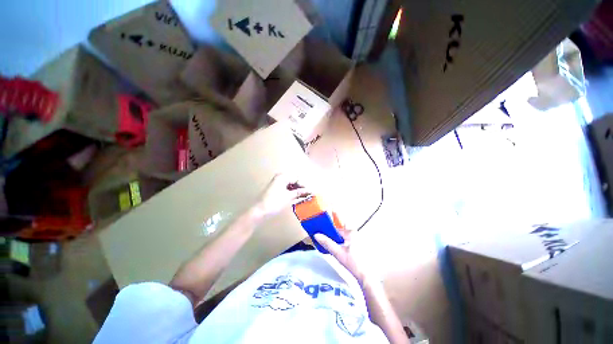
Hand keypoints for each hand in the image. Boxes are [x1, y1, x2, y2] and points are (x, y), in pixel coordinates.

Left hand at [256, 174, 311, 216]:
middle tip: (310, 194)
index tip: (311, 192)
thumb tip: (310, 191)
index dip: (304, 185)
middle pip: (295, 181)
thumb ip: (299, 192)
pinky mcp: (277, 190)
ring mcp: (278, 184)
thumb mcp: (288, 197)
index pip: (297, 178)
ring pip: (292, 185)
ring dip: (298, 190)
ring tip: (306, 196)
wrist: (260, 211)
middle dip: (302, 187)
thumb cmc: (274, 202)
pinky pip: (288, 189)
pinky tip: (299, 197)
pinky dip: (293, 193)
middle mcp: (280, 178)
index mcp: (283, 177)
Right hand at [315, 228, 367, 285]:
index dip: (329, 234)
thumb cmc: (353, 263)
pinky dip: (346, 247)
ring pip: (345, 239)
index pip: (336, 230)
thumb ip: (327, 243)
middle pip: (341, 234)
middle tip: (332, 248)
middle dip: (335, 240)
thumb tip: (316, 235)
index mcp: (351, 232)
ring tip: (338, 252)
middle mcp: (357, 234)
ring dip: (340, 244)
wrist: (367, 277)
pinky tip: (345, 255)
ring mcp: (361, 240)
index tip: (324, 239)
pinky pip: (350, 243)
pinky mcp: (362, 246)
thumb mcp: (338, 253)